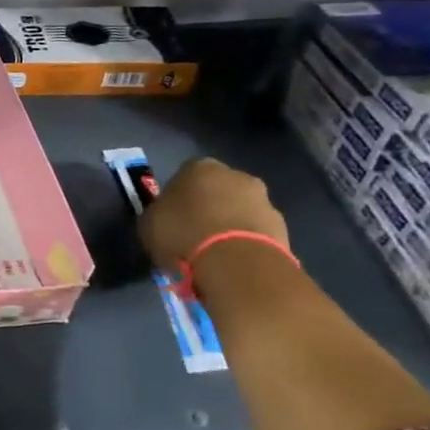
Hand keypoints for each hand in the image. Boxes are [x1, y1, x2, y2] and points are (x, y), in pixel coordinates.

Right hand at [137, 157, 289, 275]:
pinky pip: (255, 231)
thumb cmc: (182, 234)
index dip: (177, 197)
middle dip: (208, 207)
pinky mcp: (281, 226)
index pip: (184, 176)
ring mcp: (263, 199)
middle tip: (193, 233)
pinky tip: (232, 261)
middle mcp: (235, 174)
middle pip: (217, 189)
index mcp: (199, 167)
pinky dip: (245, 242)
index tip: (171, 217)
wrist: (235, 261)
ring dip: (229, 224)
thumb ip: (157, 213)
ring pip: (239, 209)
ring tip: (214, 252)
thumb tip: (163, 216)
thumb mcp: (148, 224)